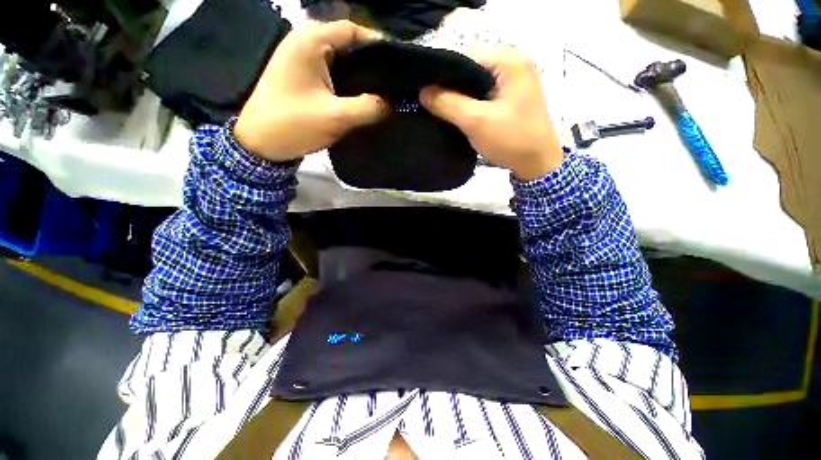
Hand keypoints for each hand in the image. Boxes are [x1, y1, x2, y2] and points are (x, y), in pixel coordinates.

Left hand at [234, 21, 387, 161]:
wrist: (260, 142)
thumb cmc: (294, 124)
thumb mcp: (336, 117)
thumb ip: (368, 108)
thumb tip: (392, 103)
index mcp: (311, 40)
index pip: (353, 31)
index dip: (377, 45)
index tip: (397, 66)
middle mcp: (305, 41)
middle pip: (347, 44)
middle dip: (370, 62)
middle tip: (391, 83)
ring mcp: (301, 58)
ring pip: (340, 59)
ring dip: (359, 74)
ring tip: (381, 91)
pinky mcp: (301, 75)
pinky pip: (331, 72)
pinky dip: (347, 82)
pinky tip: (360, 97)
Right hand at [420, 50, 563, 180]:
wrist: (537, 163)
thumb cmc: (511, 139)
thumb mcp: (476, 121)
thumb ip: (448, 104)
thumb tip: (423, 92)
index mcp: (510, 60)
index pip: (466, 56)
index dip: (443, 73)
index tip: (425, 92)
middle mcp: (513, 63)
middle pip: (471, 68)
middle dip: (450, 86)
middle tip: (431, 103)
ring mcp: (514, 80)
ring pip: (475, 83)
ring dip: (458, 96)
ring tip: (440, 109)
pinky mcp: (510, 96)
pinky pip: (483, 93)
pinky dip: (469, 103)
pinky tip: (457, 113)